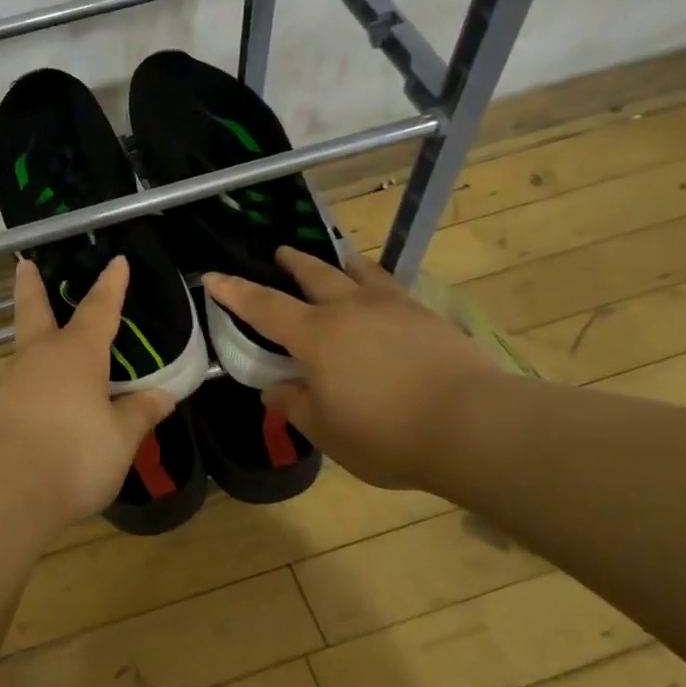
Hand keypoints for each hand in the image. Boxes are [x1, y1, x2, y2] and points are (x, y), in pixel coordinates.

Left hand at [0, 256, 176, 527]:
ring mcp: (10, 385)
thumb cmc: (74, 456)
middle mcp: (39, 359)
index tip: (117, 260)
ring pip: (25, 356)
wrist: (5, 494)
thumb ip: (139, 414)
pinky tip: (41, 412)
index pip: (99, 309)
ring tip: (55, 359)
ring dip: (35, 347)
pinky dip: (31, 391)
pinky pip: (18, 392)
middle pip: (34, 313)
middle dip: (32, 288)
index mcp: (77, 355)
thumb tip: (163, 395)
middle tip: (25, 266)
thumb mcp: (120, 438)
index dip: (111, 285)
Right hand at [203, 248, 503, 492]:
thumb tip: (275, 389)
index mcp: (316, 336)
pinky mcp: (427, 316)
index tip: (212, 276)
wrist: (472, 424)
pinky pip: (393, 288)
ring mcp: (393, 307)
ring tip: (339, 261)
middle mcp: (350, 309)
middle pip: (315, 275)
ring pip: (360, 273)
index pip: (264, 307)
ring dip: (341, 265)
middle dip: (293, 263)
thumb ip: (295, 404)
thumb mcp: (326, 430)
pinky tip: (385, 295)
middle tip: (281, 252)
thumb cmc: (385, 434)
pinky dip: (378, 284)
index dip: (234, 292)